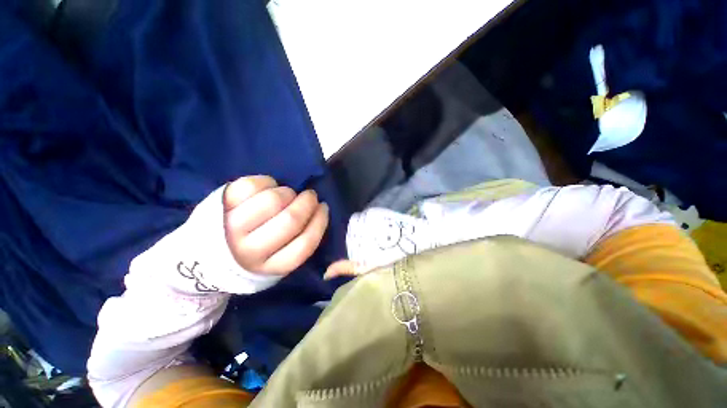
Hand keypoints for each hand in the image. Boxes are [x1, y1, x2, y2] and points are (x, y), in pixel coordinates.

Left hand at [223, 176, 328, 274]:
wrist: (203, 257)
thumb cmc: (252, 256)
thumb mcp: (277, 261)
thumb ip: (299, 242)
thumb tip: (317, 210)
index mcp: (270, 267)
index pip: (305, 243)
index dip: (320, 221)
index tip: (323, 207)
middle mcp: (250, 250)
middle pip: (291, 219)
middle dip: (307, 202)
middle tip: (310, 196)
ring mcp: (232, 227)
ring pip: (272, 200)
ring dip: (287, 192)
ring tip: (286, 194)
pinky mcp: (219, 205)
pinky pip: (251, 185)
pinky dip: (267, 182)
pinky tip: (268, 188)